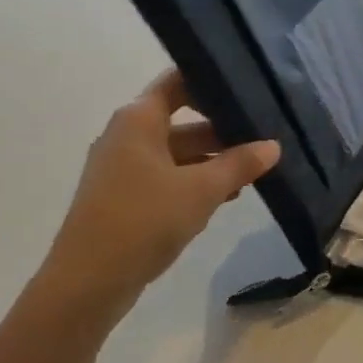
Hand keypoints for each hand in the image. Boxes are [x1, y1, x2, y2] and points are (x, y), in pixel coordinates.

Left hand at [40, 72, 280, 313]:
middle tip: (265, 135)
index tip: (249, 87)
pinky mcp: (125, 197)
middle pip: (182, 121)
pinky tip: (226, 197)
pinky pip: (167, 177)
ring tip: (254, 171)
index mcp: (138, 120)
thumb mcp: (202, 190)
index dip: (211, 80)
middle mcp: (127, 136)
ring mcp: (123, 168)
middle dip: (223, 129)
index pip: (178, 82)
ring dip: (213, 160)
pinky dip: (195, 181)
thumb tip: (273, 145)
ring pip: (177, 153)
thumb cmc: (144, 220)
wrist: (88, 282)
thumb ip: (240, 164)